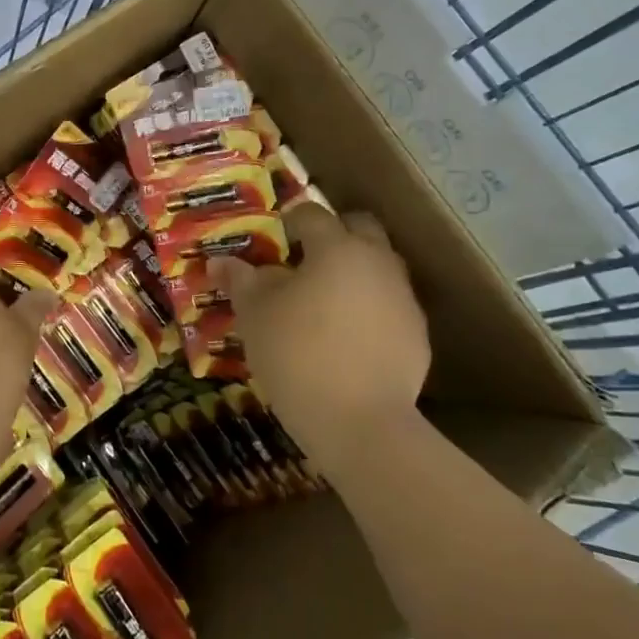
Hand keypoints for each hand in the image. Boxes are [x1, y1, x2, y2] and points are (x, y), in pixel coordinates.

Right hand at [215, 204, 429, 477]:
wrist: (362, 424)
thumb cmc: (298, 355)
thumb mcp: (255, 316)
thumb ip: (241, 281)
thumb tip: (221, 261)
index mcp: (337, 247)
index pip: (312, 215)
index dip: (290, 221)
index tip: (274, 239)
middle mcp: (377, 261)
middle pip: (360, 228)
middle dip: (334, 234)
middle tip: (305, 260)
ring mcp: (403, 298)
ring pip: (380, 266)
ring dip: (355, 271)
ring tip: (326, 301)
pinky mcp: (418, 334)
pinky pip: (390, 305)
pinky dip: (371, 308)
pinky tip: (349, 338)